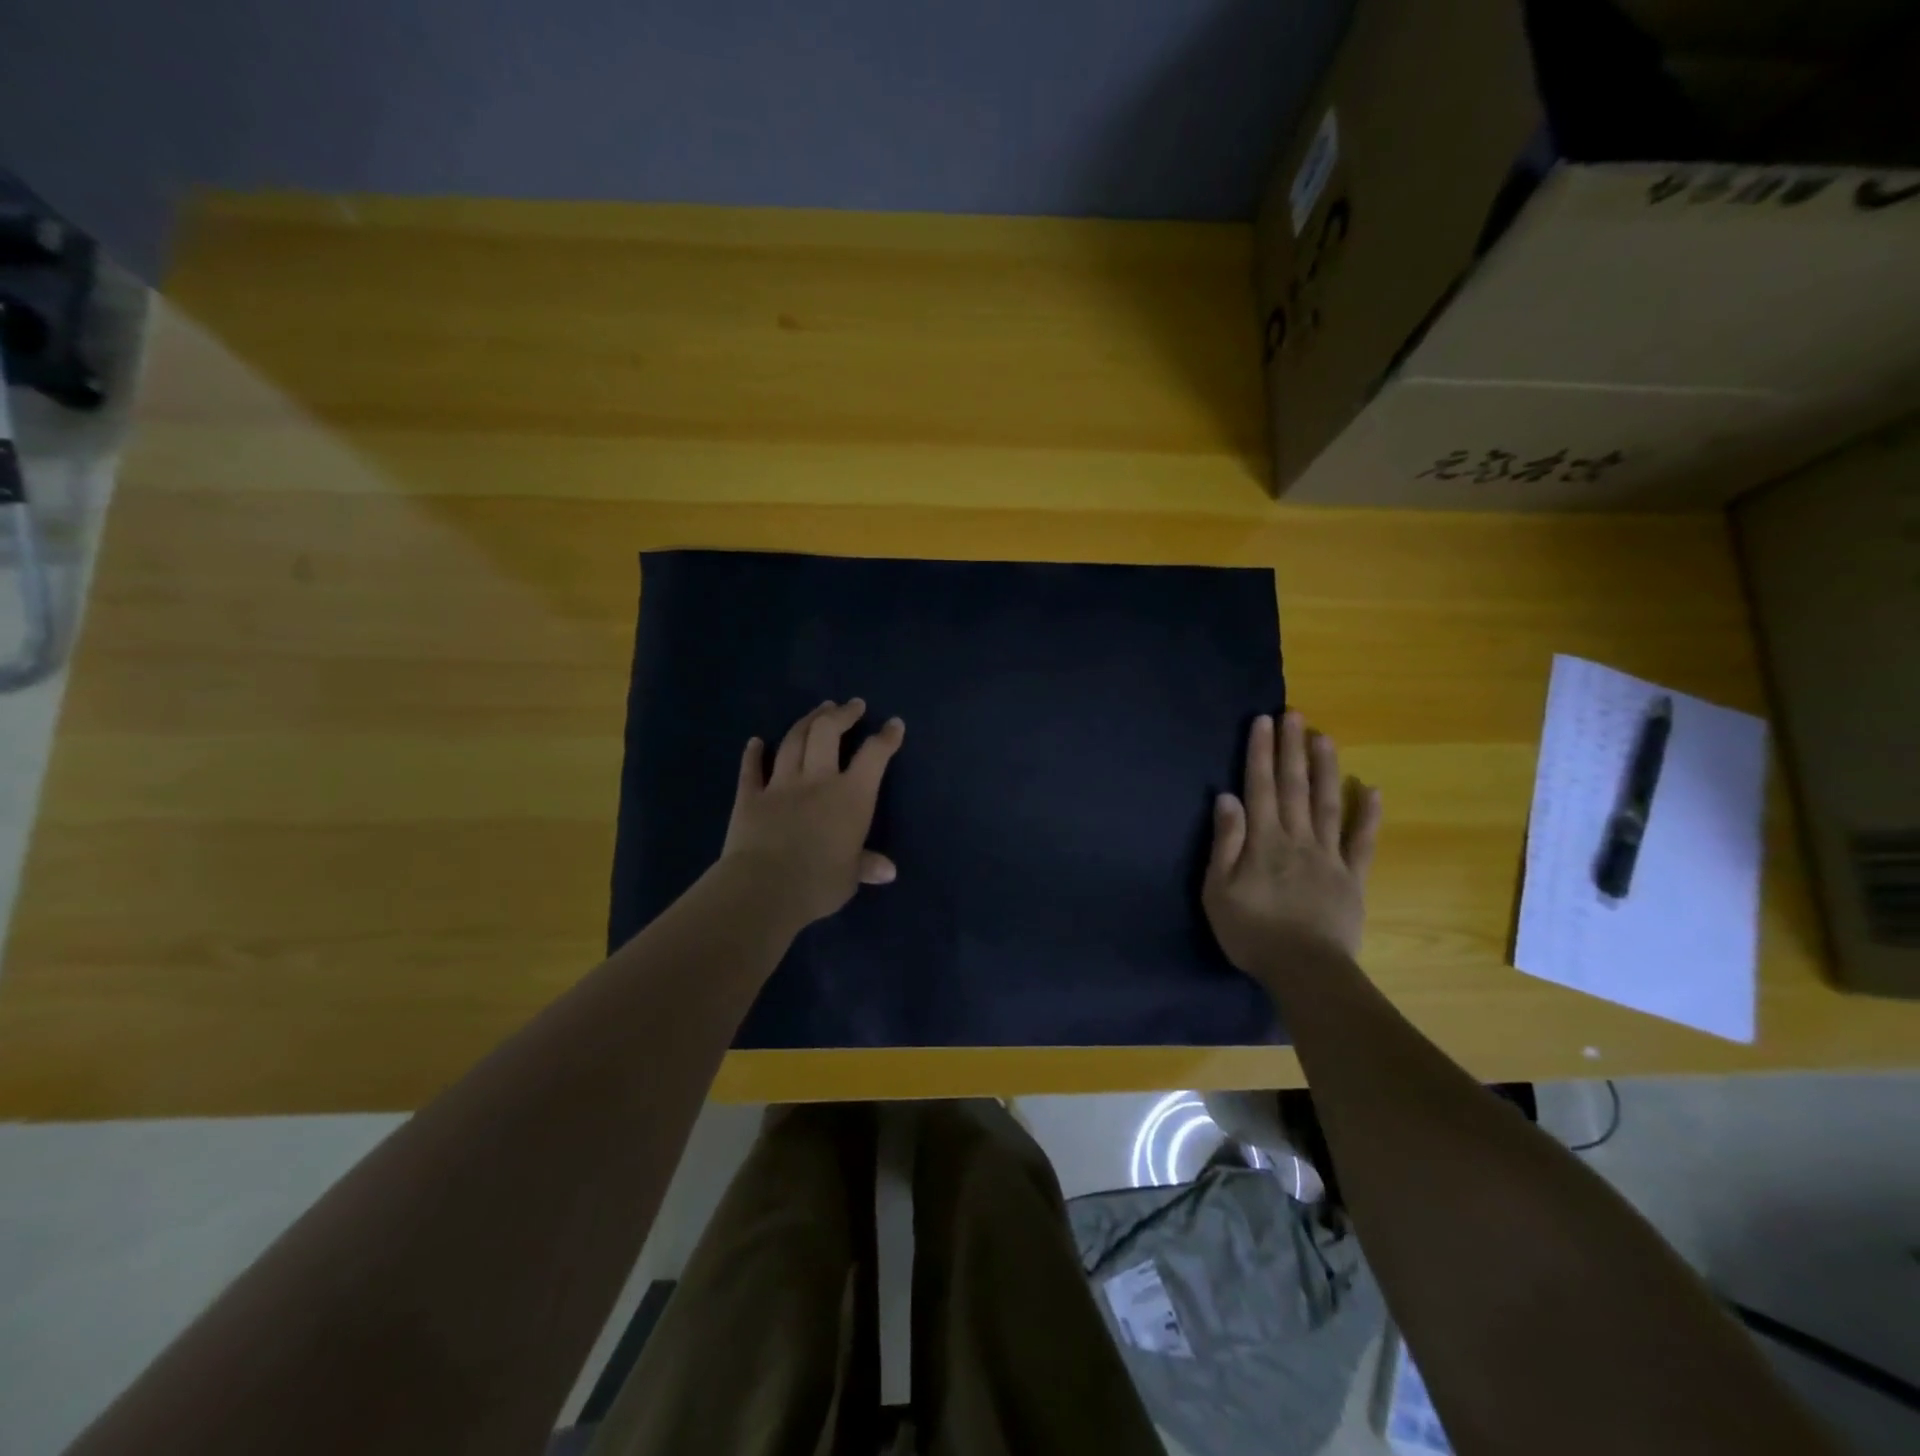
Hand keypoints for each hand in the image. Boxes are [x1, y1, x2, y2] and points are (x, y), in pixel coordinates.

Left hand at [719, 698, 904, 933]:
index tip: (894, 724)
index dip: (886, 738)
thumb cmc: (818, 884)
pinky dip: (753, 754)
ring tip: (818, 710)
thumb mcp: (850, 877)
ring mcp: (780, 785)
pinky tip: (755, 742)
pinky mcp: (749, 797)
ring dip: (807, 722)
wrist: (764, 888)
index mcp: (851, 797)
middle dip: (842, 715)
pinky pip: (751, 770)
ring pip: (793, 741)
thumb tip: (887, 870)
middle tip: (852, 705)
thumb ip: (866, 865)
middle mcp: (817, 781)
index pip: (874, 757)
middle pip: (828, 733)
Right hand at [1204, 711, 1381, 986]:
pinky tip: (1372, 788)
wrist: (1305, 971)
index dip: (1260, 753)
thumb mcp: (1218, 890)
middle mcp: (1297, 838)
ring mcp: (1329, 856)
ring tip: (1324, 737)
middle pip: (1293, 786)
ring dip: (1325, 768)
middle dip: (1291, 748)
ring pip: (1327, 803)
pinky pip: (1362, 841)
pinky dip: (1368, 814)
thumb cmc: (1252, 932)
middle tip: (1295, 714)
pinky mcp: (1352, 877)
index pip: (1259, 787)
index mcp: (1263, 840)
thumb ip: (1225, 842)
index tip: (1264, 722)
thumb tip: (1226, 797)